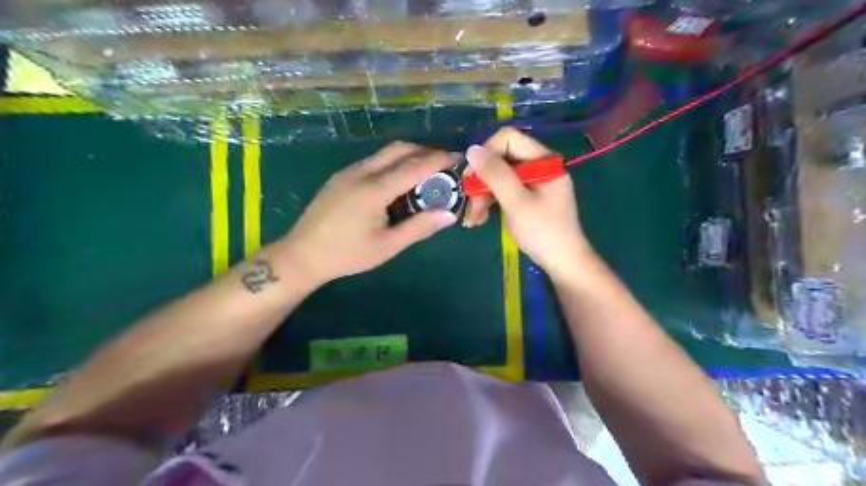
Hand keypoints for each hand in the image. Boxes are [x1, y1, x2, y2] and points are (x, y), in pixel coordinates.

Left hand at [283, 140, 459, 284]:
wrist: (302, 255)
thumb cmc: (347, 254)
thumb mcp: (387, 246)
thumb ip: (419, 227)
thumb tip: (449, 214)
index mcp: (374, 190)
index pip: (414, 166)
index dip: (439, 159)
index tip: (459, 157)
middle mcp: (361, 172)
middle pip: (399, 149)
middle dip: (425, 151)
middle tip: (444, 163)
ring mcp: (348, 172)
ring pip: (385, 153)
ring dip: (408, 155)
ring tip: (426, 171)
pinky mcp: (341, 176)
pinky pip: (373, 161)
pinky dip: (393, 162)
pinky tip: (399, 181)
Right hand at [468, 127, 594, 280]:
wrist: (563, 262)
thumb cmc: (543, 232)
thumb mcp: (516, 202)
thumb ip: (495, 174)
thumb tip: (471, 149)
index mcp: (543, 160)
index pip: (508, 139)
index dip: (486, 153)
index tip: (472, 177)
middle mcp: (538, 166)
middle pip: (501, 159)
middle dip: (481, 181)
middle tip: (468, 204)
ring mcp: (533, 182)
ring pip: (499, 177)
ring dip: (482, 196)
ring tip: (471, 219)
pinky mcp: (528, 197)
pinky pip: (504, 191)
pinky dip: (490, 203)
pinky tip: (479, 220)